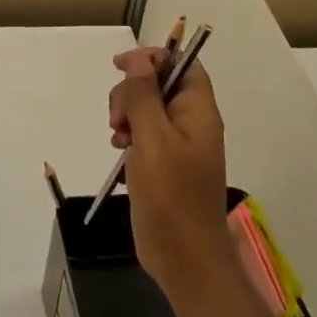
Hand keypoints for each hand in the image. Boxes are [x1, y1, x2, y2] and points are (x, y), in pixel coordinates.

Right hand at [109, 48, 235, 308]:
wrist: (185, 258)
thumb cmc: (171, 197)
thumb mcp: (153, 140)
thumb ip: (144, 97)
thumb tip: (139, 59)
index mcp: (198, 112)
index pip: (182, 64)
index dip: (153, 58)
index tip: (120, 67)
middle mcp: (191, 123)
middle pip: (158, 85)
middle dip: (131, 94)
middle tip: (118, 121)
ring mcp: (178, 146)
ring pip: (146, 111)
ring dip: (126, 118)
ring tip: (119, 141)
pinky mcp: (164, 166)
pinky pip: (143, 137)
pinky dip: (128, 140)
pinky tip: (121, 156)